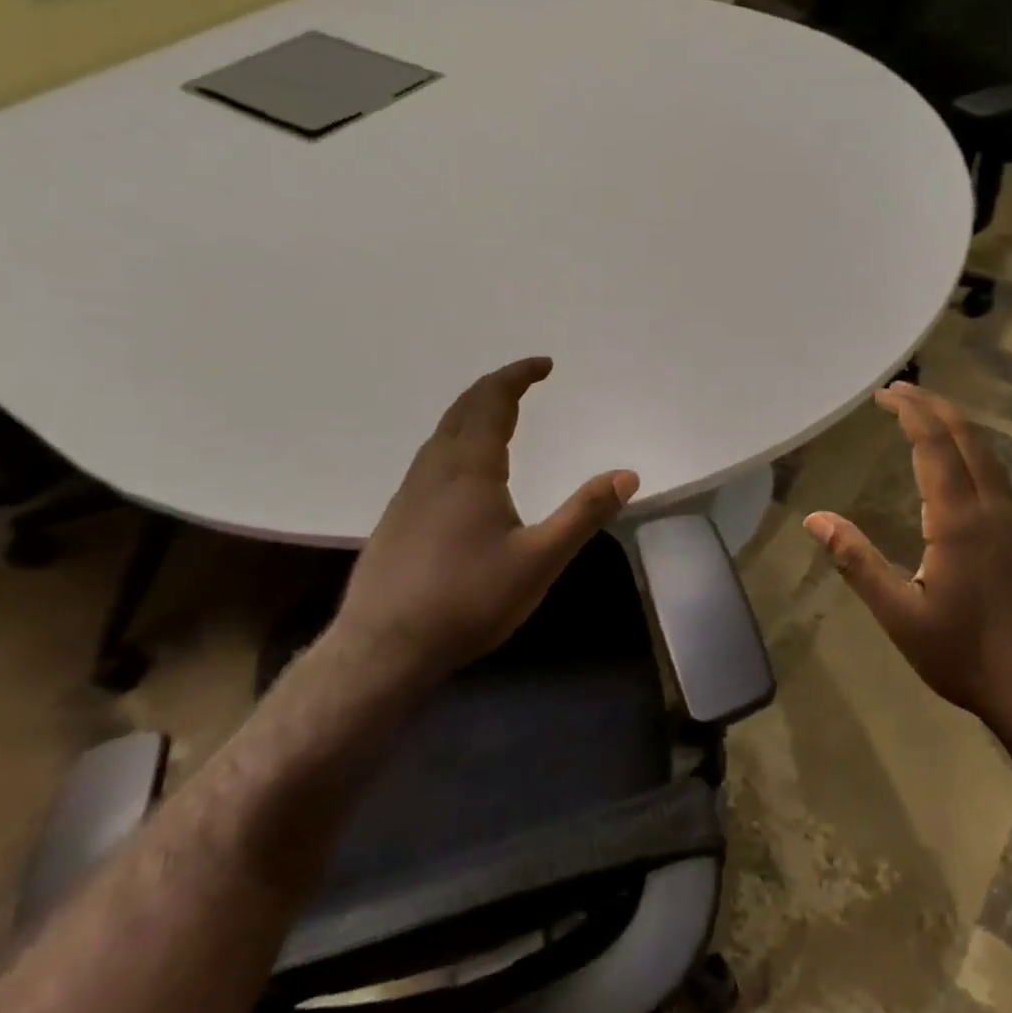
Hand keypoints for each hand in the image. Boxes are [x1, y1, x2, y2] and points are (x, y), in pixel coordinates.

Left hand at [330, 357, 638, 680]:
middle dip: (496, 387)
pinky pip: (431, 457)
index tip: (544, 364)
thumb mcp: (540, 560)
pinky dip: (456, 439)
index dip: (518, 376)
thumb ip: (584, 514)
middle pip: (463, 409)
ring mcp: (410, 492)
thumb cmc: (467, 600)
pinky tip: (464, 470)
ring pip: (442, 433)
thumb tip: (628, 474)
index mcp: (470, 468)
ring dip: (472, 412)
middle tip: (525, 381)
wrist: (383, 648)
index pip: (493, 401)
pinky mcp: (398, 516)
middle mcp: (435, 468)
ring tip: (499, 415)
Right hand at [803, 384, 1011, 729]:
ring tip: (925, 417)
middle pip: (967, 438)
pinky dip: (972, 452)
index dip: (910, 413)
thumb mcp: (899, 615)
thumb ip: (857, 562)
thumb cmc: (965, 655)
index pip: (935, 446)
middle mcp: (993, 509)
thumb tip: (815, 519)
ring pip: (988, 455)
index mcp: (959, 520)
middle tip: (899, 392)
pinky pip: (997, 476)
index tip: (883, 395)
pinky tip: (958, 469)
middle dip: (933, 406)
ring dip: (956, 427)